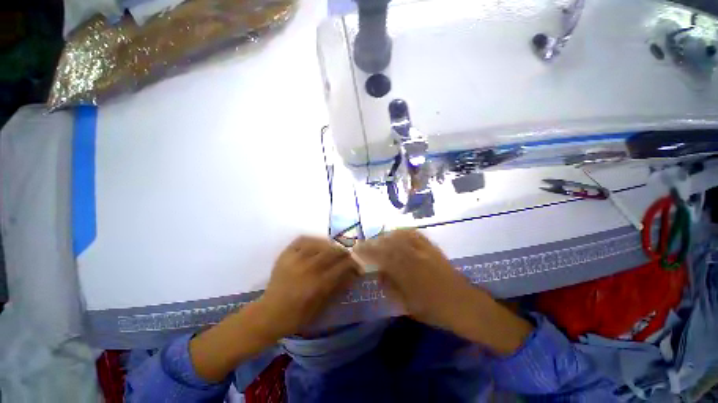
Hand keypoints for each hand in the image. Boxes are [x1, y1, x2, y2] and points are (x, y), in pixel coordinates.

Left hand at [254, 236, 360, 339]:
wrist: (269, 314)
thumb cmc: (298, 315)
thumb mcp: (322, 306)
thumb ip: (338, 287)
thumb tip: (353, 274)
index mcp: (318, 284)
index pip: (343, 266)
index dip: (354, 264)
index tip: (357, 265)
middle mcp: (308, 268)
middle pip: (333, 251)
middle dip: (344, 252)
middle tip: (347, 256)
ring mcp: (296, 259)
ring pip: (320, 243)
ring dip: (331, 245)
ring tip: (334, 250)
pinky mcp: (286, 254)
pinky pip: (303, 239)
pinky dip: (313, 240)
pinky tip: (317, 244)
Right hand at [354, 229, 478, 330]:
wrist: (464, 304)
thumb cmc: (434, 310)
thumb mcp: (407, 305)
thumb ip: (390, 286)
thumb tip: (378, 273)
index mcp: (407, 273)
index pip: (381, 257)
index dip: (367, 251)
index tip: (357, 250)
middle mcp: (414, 257)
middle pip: (389, 244)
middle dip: (373, 242)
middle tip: (364, 244)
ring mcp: (424, 250)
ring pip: (400, 236)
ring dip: (386, 235)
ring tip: (378, 239)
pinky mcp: (432, 246)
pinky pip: (415, 233)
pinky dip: (403, 231)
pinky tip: (397, 233)